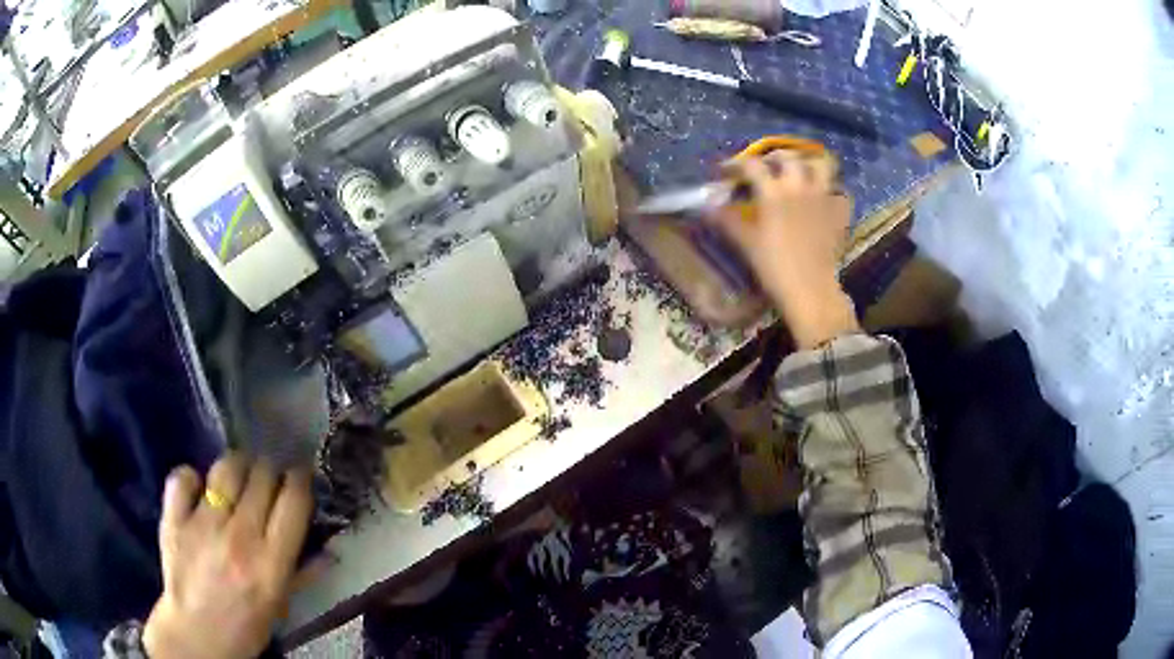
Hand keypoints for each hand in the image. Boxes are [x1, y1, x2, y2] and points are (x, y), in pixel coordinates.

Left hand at [144, 454, 318, 658]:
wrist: (198, 636)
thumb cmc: (247, 624)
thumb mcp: (281, 604)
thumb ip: (304, 573)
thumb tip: (330, 549)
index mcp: (272, 561)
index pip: (294, 499)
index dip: (301, 480)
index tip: (300, 479)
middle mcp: (240, 536)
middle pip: (262, 475)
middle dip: (270, 471)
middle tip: (268, 480)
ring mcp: (203, 524)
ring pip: (225, 468)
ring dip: (237, 465)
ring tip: (237, 475)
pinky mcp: (174, 519)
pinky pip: (182, 478)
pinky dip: (191, 477)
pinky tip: (198, 488)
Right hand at [707, 149, 859, 348]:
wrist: (809, 290)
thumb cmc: (774, 267)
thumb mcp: (745, 243)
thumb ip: (726, 220)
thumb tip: (707, 205)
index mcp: (773, 192)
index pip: (752, 166)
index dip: (736, 164)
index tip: (726, 171)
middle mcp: (800, 186)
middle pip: (788, 157)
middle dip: (774, 157)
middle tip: (766, 167)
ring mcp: (823, 198)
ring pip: (822, 165)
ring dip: (810, 164)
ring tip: (801, 172)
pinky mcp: (839, 215)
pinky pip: (840, 194)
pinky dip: (833, 193)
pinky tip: (825, 200)